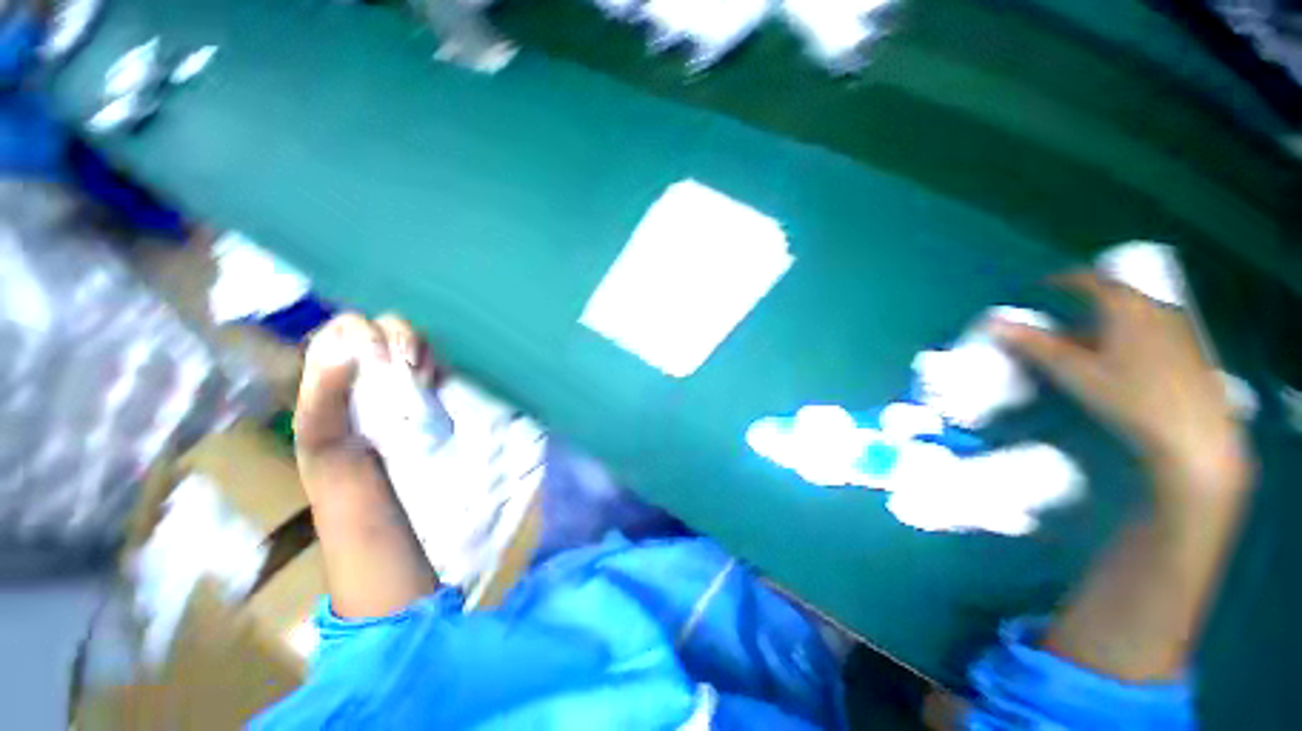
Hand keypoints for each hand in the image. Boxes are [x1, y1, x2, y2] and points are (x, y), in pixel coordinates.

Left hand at [295, 312, 438, 461]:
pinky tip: (434, 384)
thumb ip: (326, 392)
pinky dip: (438, 366)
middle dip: (401, 337)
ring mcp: (399, 374)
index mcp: (330, 367)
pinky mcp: (425, 387)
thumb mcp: (319, 433)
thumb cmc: (337, 466)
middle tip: (408, 364)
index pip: (346, 327)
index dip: (363, 331)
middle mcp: (367, 364)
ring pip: (416, 340)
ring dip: (422, 351)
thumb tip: (347, 353)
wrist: (374, 495)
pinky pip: (437, 362)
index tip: (377, 357)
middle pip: (387, 326)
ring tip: (422, 379)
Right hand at [986, 272, 1250, 502]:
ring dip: (1109, 320)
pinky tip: (1125, 361)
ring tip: (1091, 344)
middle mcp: (1155, 307)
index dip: (1063, 280)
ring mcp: (1179, 328)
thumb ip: (1034, 345)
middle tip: (1064, 322)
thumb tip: (992, 323)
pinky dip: (1131, 334)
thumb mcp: (1074, 372)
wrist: (1194, 437)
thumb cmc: (1129, 398)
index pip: (1089, 280)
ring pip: (1135, 313)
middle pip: (1116, 295)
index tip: (1042, 287)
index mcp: (1126, 306)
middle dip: (1087, 304)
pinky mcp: (1192, 350)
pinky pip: (1153, 328)